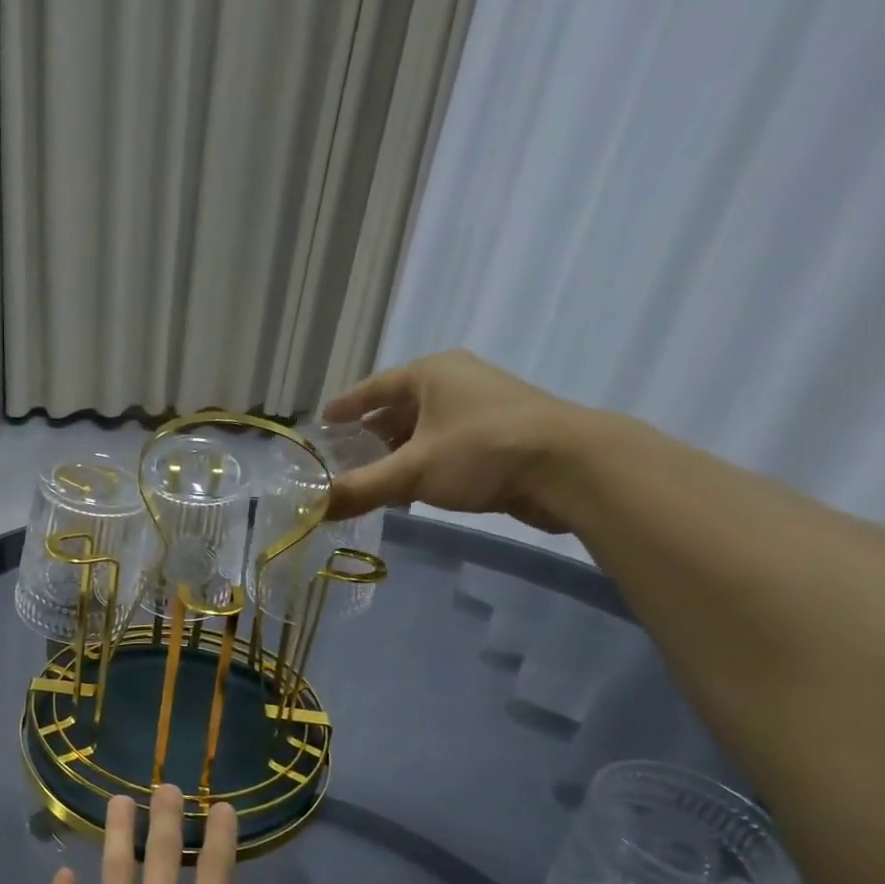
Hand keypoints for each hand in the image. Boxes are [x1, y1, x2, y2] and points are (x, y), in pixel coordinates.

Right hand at [322, 349, 585, 532]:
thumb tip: (313, 510)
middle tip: (342, 458)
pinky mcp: (501, 438)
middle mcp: (457, 383)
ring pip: (425, 430)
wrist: (571, 467)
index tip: (324, 422)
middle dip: (370, 434)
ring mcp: (483, 409)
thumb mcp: (411, 471)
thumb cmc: (482, 451)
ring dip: (397, 454)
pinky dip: (423, 465)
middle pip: (400, 408)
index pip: (377, 386)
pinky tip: (410, 492)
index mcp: (433, 373)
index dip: (348, 405)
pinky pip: (446, 448)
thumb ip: (360, 489)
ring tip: (370, 479)